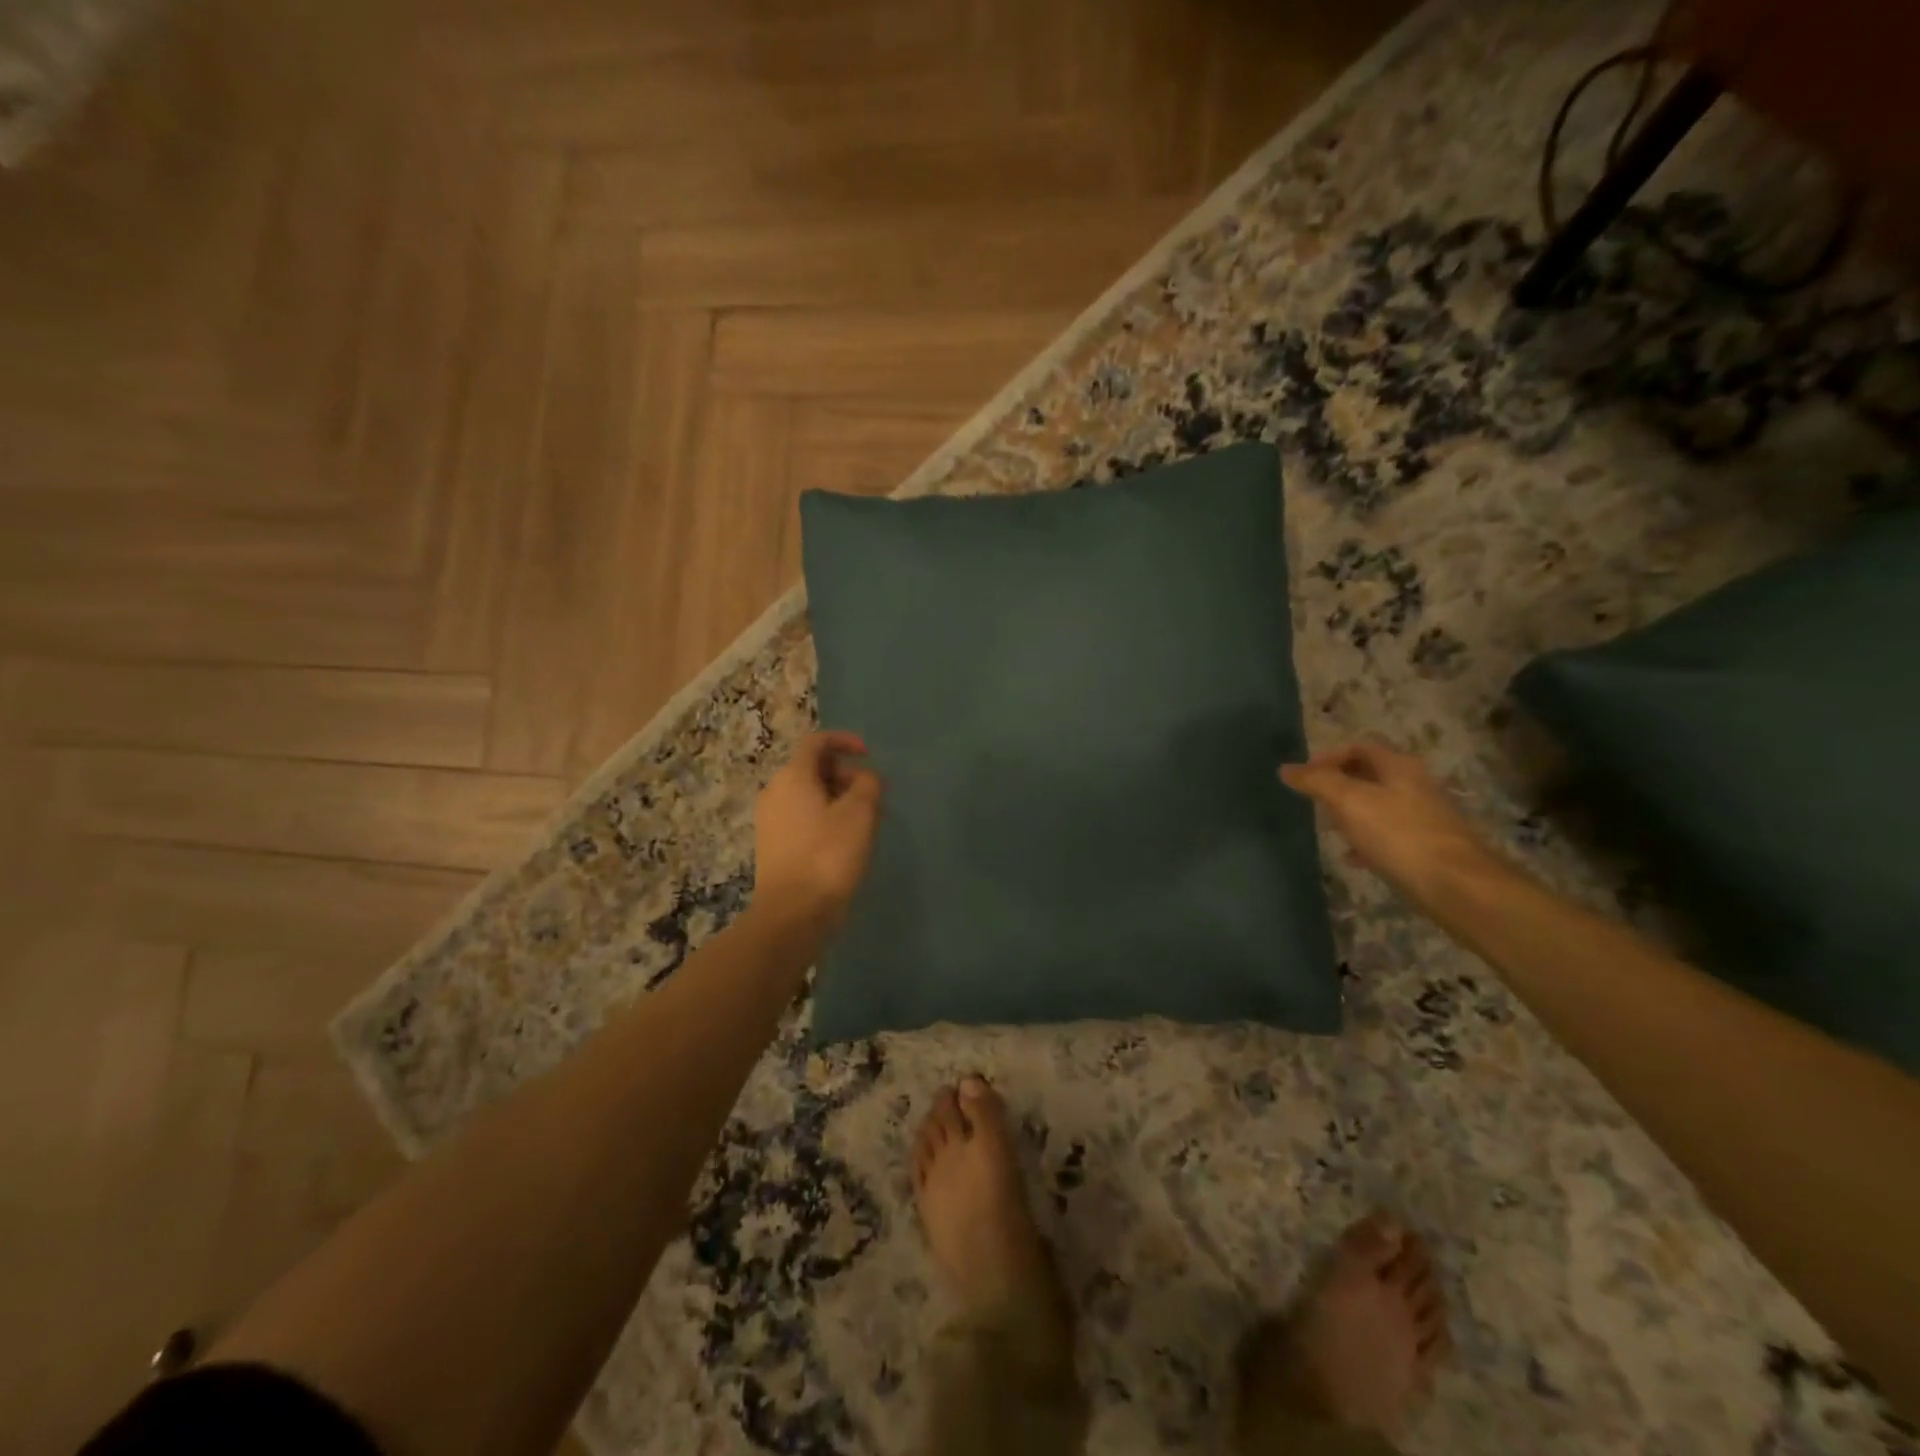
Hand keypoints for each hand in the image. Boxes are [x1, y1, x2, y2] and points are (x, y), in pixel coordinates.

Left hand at [750, 731, 883, 941]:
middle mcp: (775, 792)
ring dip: (840, 800)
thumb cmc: (828, 855)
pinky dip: (827, 819)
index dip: (844, 741)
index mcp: (793, 777)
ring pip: (810, 796)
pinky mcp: (774, 846)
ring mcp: (771, 821)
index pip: (817, 742)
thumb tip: (865, 778)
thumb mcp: (860, 813)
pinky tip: (847, 844)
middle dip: (847, 776)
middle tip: (875, 798)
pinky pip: (803, 818)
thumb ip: (868, 784)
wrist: (792, 913)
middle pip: (814, 769)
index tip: (869, 755)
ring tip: (868, 824)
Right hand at [1281, 741, 1504, 904]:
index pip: (1359, 747)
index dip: (1328, 757)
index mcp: (1398, 766)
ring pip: (1378, 805)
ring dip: (1351, 812)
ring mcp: (1423, 816)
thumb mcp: (1349, 801)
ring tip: (1329, 828)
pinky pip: (1388, 834)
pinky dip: (1366, 839)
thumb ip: (1316, 781)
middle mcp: (1415, 784)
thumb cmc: (1397, 834)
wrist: (1456, 884)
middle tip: (1314, 802)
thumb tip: (1287, 769)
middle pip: (1370, 774)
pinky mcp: (1426, 845)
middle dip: (1338, 785)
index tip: (1305, 777)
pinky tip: (1353, 857)